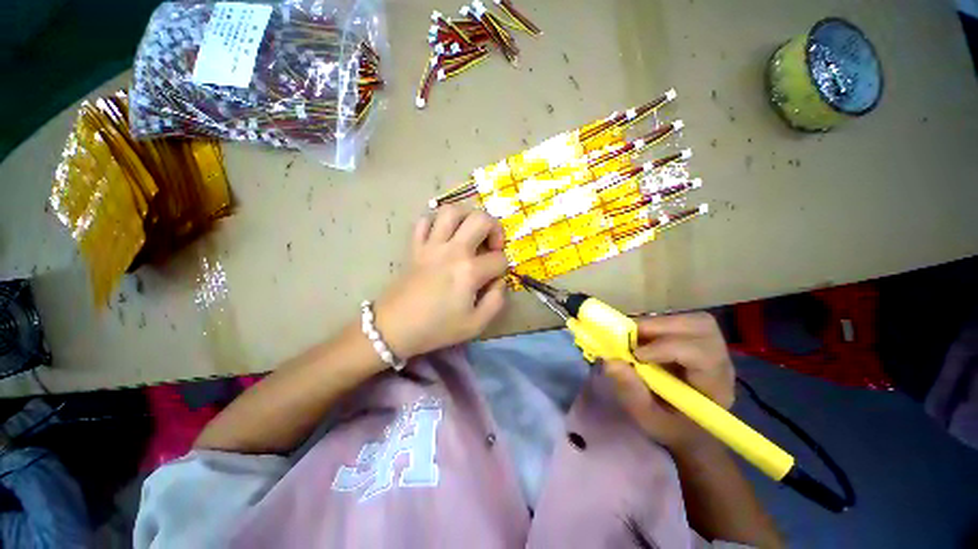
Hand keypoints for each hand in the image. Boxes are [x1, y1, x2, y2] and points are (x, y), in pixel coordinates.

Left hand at [373, 205, 508, 358]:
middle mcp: (452, 250)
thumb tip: (499, 280)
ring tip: (470, 232)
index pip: (499, 258)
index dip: (503, 267)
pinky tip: (443, 236)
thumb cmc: (437, 328)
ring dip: (467, 216)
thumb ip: (496, 300)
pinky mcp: (415, 246)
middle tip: (491, 245)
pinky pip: (424, 221)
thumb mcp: (476, 324)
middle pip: (481, 219)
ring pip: (451, 210)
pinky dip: (436, 222)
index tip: (495, 278)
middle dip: (495, 228)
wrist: (394, 328)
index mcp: (469, 271)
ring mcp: (431, 245)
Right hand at [603, 312, 734, 452]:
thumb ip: (631, 392)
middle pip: (701, 327)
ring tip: (633, 336)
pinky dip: (656, 324)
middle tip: (629, 336)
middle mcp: (720, 362)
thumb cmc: (670, 428)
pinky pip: (680, 321)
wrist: (686, 429)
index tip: (635, 356)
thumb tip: (611, 361)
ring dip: (657, 323)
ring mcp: (711, 348)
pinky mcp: (697, 341)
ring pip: (692, 319)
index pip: (701, 354)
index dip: (666, 347)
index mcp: (715, 387)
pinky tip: (641, 337)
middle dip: (660, 327)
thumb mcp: (647, 419)